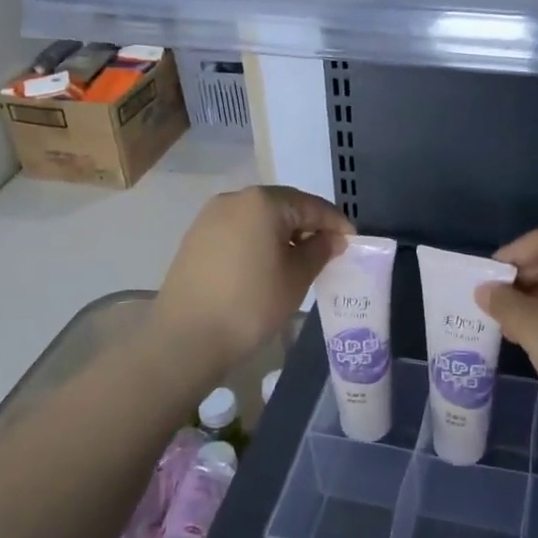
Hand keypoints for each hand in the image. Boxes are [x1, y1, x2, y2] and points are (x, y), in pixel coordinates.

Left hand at [151, 186, 351, 377]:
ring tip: (299, 260)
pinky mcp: (196, 237)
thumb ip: (319, 251)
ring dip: (282, 234)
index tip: (353, 241)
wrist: (184, 339)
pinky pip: (238, 230)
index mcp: (263, 202)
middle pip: (283, 206)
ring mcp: (211, 217)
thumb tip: (333, 238)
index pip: (311, 205)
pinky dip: (258, 241)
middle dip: (308, 226)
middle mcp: (235, 199)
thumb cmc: (250, 304)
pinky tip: (266, 265)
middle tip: (328, 250)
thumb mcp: (296, 278)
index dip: (335, 223)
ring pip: (259, 218)